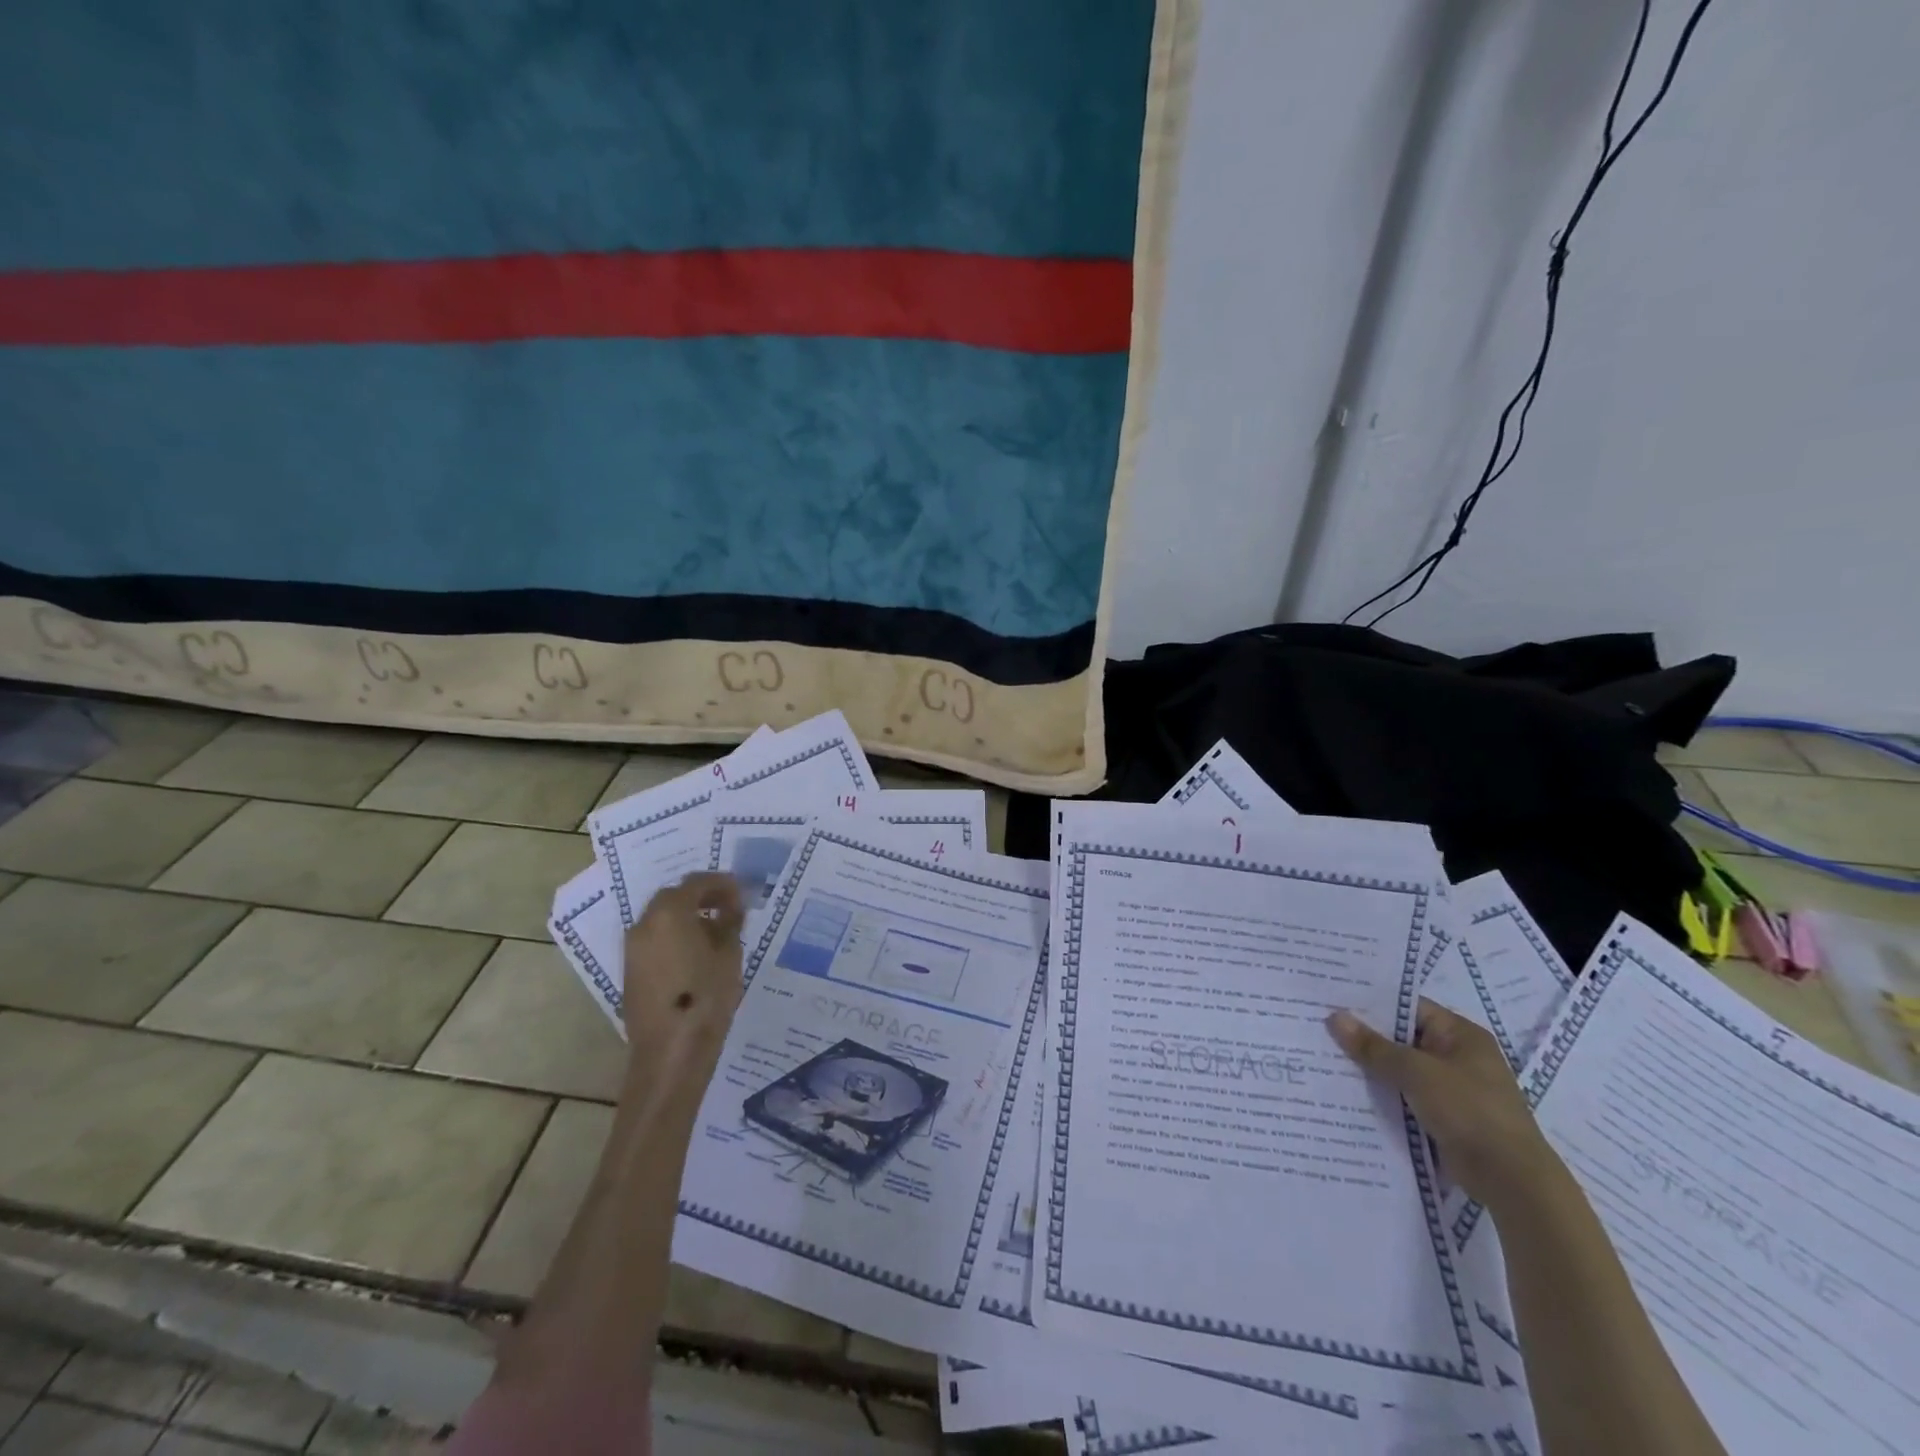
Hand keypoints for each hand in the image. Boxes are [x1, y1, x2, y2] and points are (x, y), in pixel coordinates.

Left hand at [621, 873, 745, 1072]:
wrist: (670, 1052)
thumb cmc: (706, 998)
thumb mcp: (729, 955)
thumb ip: (729, 923)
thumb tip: (730, 908)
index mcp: (669, 913)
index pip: (696, 882)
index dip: (722, 883)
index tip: (742, 893)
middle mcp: (644, 923)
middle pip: (674, 896)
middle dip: (702, 896)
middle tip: (729, 908)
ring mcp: (633, 948)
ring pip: (662, 918)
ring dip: (687, 916)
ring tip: (716, 931)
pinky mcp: (631, 970)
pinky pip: (655, 939)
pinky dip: (675, 935)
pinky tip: (697, 952)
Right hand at [1326, 999, 1563, 1211]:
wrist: (1512, 1180)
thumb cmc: (1470, 1111)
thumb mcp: (1417, 1072)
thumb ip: (1374, 1047)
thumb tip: (1335, 1017)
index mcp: (1460, 1034)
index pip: (1409, 1007)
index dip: (1372, 1004)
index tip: (1333, 1001)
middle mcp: (1457, 1056)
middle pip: (1402, 1038)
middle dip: (1366, 1038)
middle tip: (1321, 1028)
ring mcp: (1452, 1088)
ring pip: (1401, 1070)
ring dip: (1371, 1069)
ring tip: (1325, 1057)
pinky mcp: (1445, 1117)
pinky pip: (1406, 1096)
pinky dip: (1383, 1095)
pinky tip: (1349, 1092)